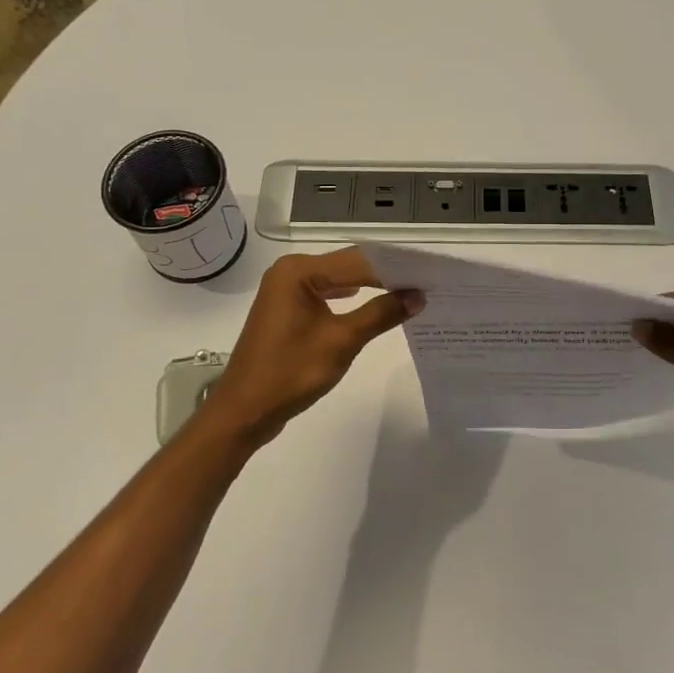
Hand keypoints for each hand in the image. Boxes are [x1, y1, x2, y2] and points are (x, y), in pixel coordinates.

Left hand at [198, 249, 422, 450]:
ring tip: (410, 292)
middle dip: (387, 275)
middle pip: (350, 265)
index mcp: (299, 271)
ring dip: (373, 286)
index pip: (360, 260)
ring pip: (341, 279)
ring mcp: (288, 290)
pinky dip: (354, 299)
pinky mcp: (289, 309)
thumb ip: (381, 313)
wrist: (243, 412)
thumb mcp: (341, 341)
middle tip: (426, 282)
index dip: (397, 268)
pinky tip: (377, 303)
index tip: (430, 274)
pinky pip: (329, 294)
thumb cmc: (290, 373)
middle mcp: (291, 271)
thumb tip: (418, 296)